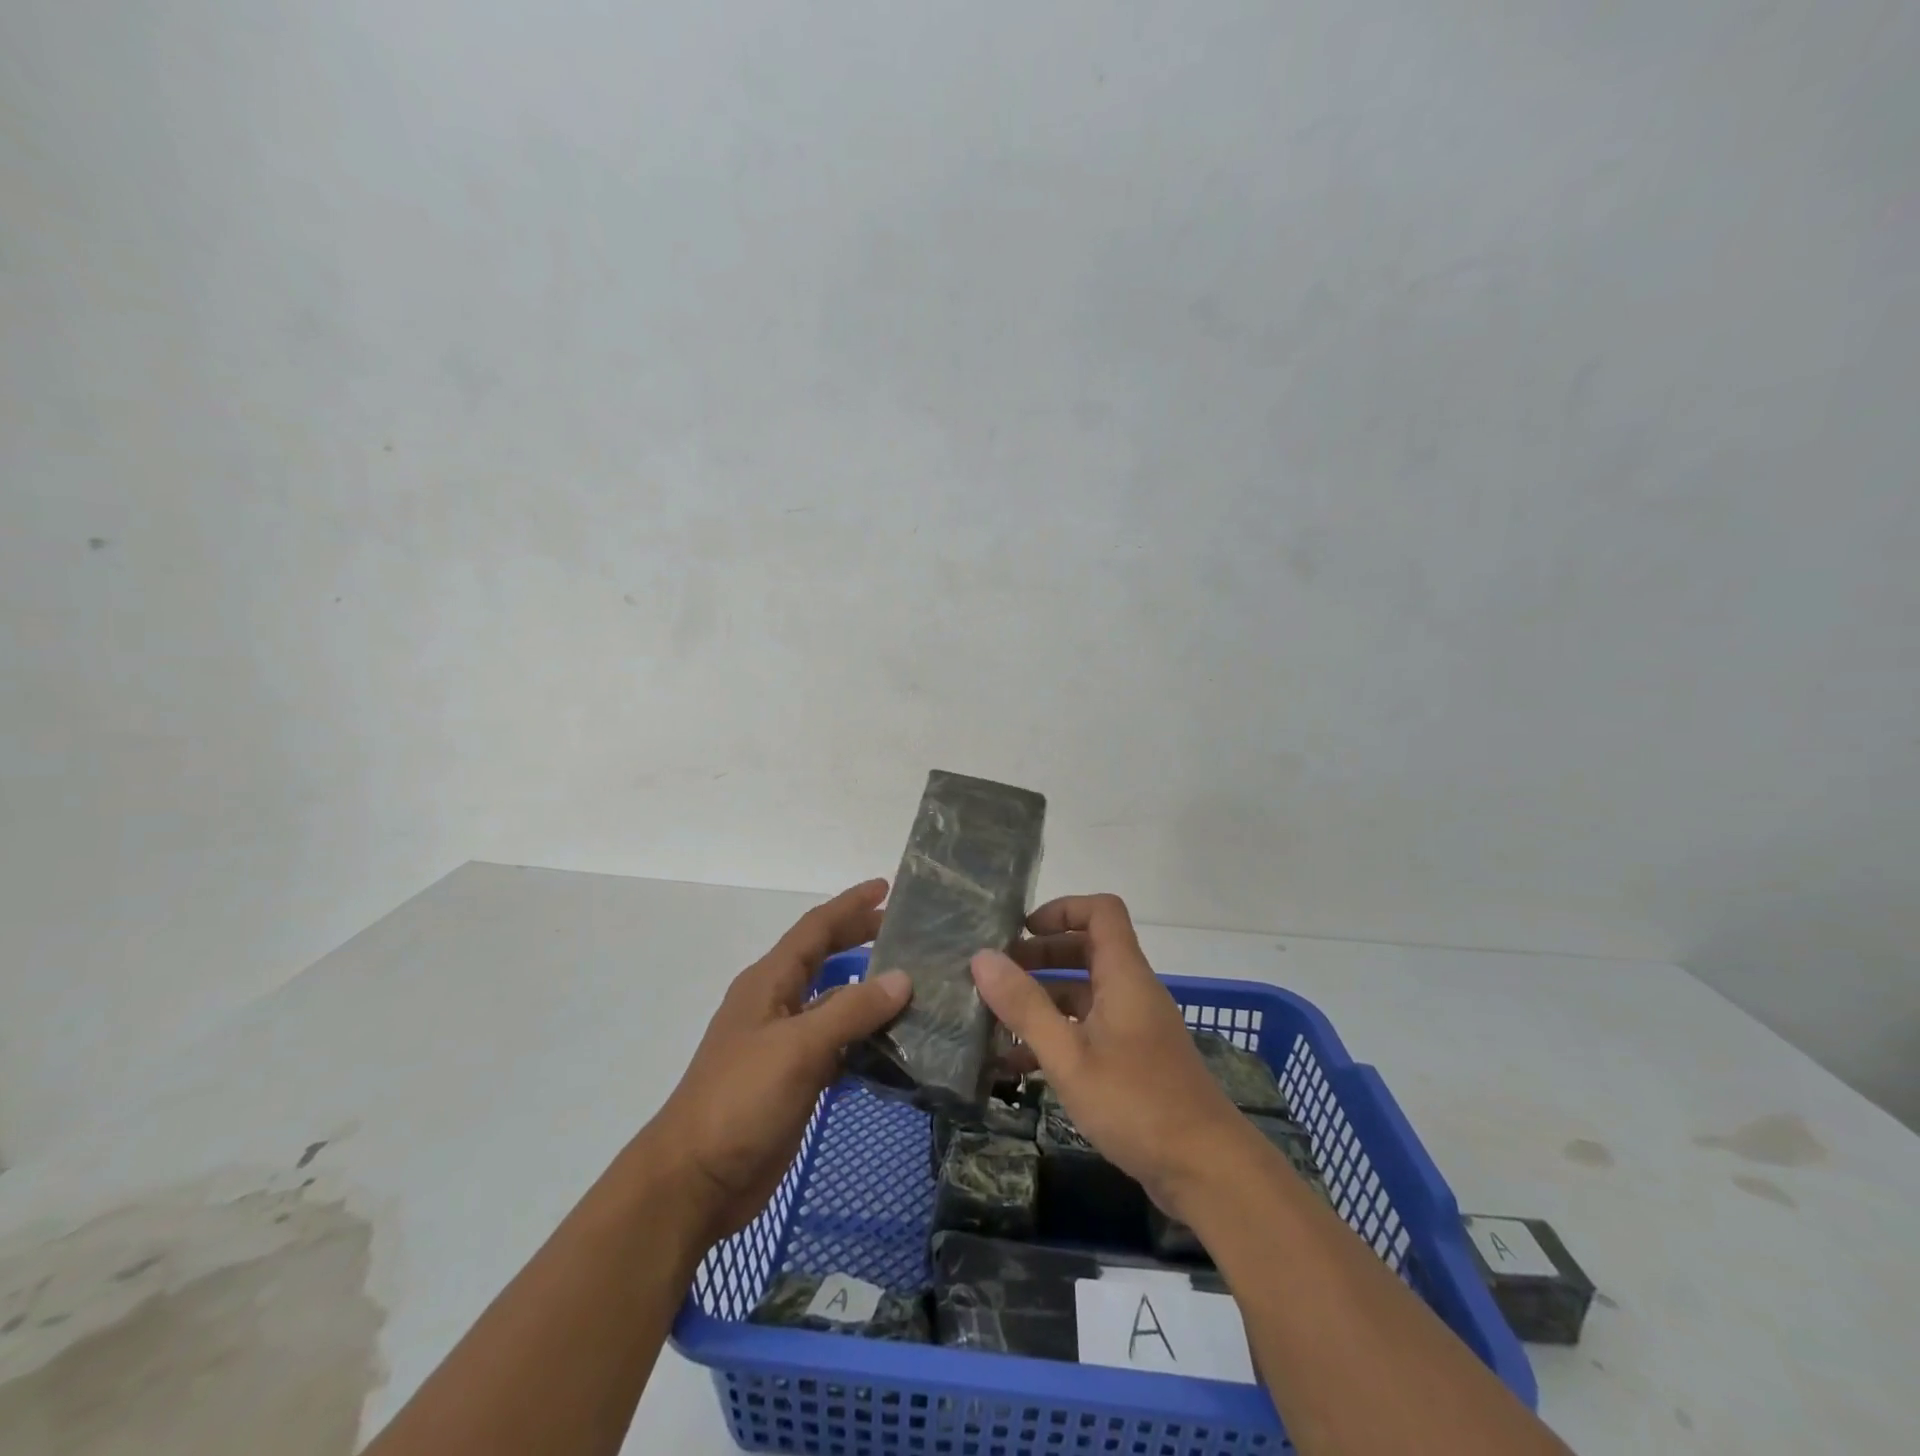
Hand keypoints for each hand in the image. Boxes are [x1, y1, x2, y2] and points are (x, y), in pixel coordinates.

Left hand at [647, 880, 910, 1241]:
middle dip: (860, 938)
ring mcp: (784, 1044)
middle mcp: (777, 1004)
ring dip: (868, 992)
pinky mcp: (794, 1080)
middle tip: (906, 932)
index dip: (850, 905)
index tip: (887, 887)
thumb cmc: (740, 1100)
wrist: (695, 1181)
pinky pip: (837, 1046)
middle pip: (824, 958)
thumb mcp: (798, 1047)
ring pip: (834, 1004)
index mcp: (769, 983)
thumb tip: (902, 978)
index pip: (815, 929)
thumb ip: (851, 1010)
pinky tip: (895, 1044)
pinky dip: (864, 1038)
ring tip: (914, 985)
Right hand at [970, 893, 1242, 1216]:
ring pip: (1084, 994)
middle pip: (1086, 950)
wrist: (1207, 1170)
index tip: (1021, 931)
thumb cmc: (1136, 1103)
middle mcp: (1131, 991)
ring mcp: (1134, 1027)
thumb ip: (1025, 1006)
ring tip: (995, 1019)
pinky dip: (1057, 1035)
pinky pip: (1089, 1030)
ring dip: (1043, 999)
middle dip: (1040, 956)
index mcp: (1124, 975)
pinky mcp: (1133, 1060)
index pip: (1101, 911)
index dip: (1061, 909)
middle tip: (996, 976)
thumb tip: (982, 957)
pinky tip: (1018, 1066)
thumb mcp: (1068, 1056)